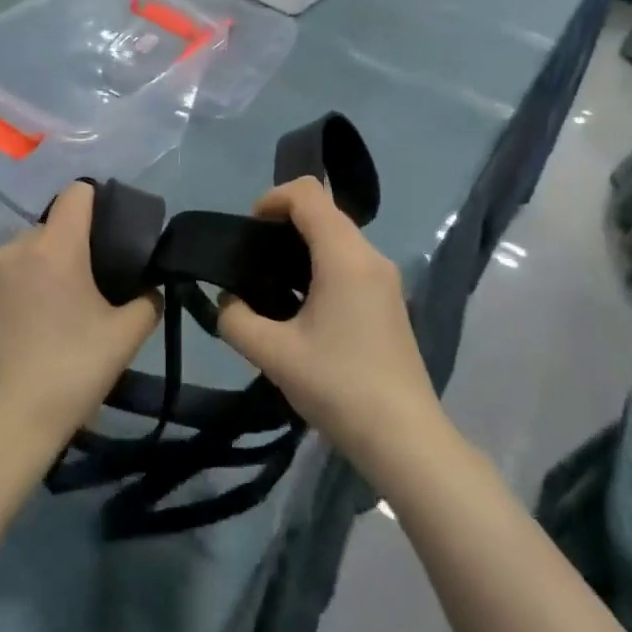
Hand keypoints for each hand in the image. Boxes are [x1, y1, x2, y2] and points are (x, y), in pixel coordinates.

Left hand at [0, 182, 161, 484]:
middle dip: (74, 247)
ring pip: (25, 254)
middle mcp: (15, 248)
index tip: (113, 235)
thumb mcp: (125, 338)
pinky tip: (28, 331)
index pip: (77, 193)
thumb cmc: (69, 373)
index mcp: (54, 247)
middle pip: (52, 228)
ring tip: (58, 314)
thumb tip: (147, 289)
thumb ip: (147, 301)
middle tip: (93, 289)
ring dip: (44, 270)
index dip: (100, 203)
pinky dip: (20, 290)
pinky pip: (3, 279)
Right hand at [217, 177, 441, 471]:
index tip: (248, 231)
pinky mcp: (389, 301)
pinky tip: (301, 307)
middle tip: (252, 260)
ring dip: (302, 246)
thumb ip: (235, 320)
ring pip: (338, 237)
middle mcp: (370, 257)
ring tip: (271, 285)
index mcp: (345, 256)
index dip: (271, 198)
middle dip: (283, 222)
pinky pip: (350, 262)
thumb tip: (226, 302)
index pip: (308, 193)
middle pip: (324, 211)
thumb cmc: (338, 386)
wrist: (404, 438)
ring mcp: (385, 279)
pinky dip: (321, 265)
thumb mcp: (273, 354)